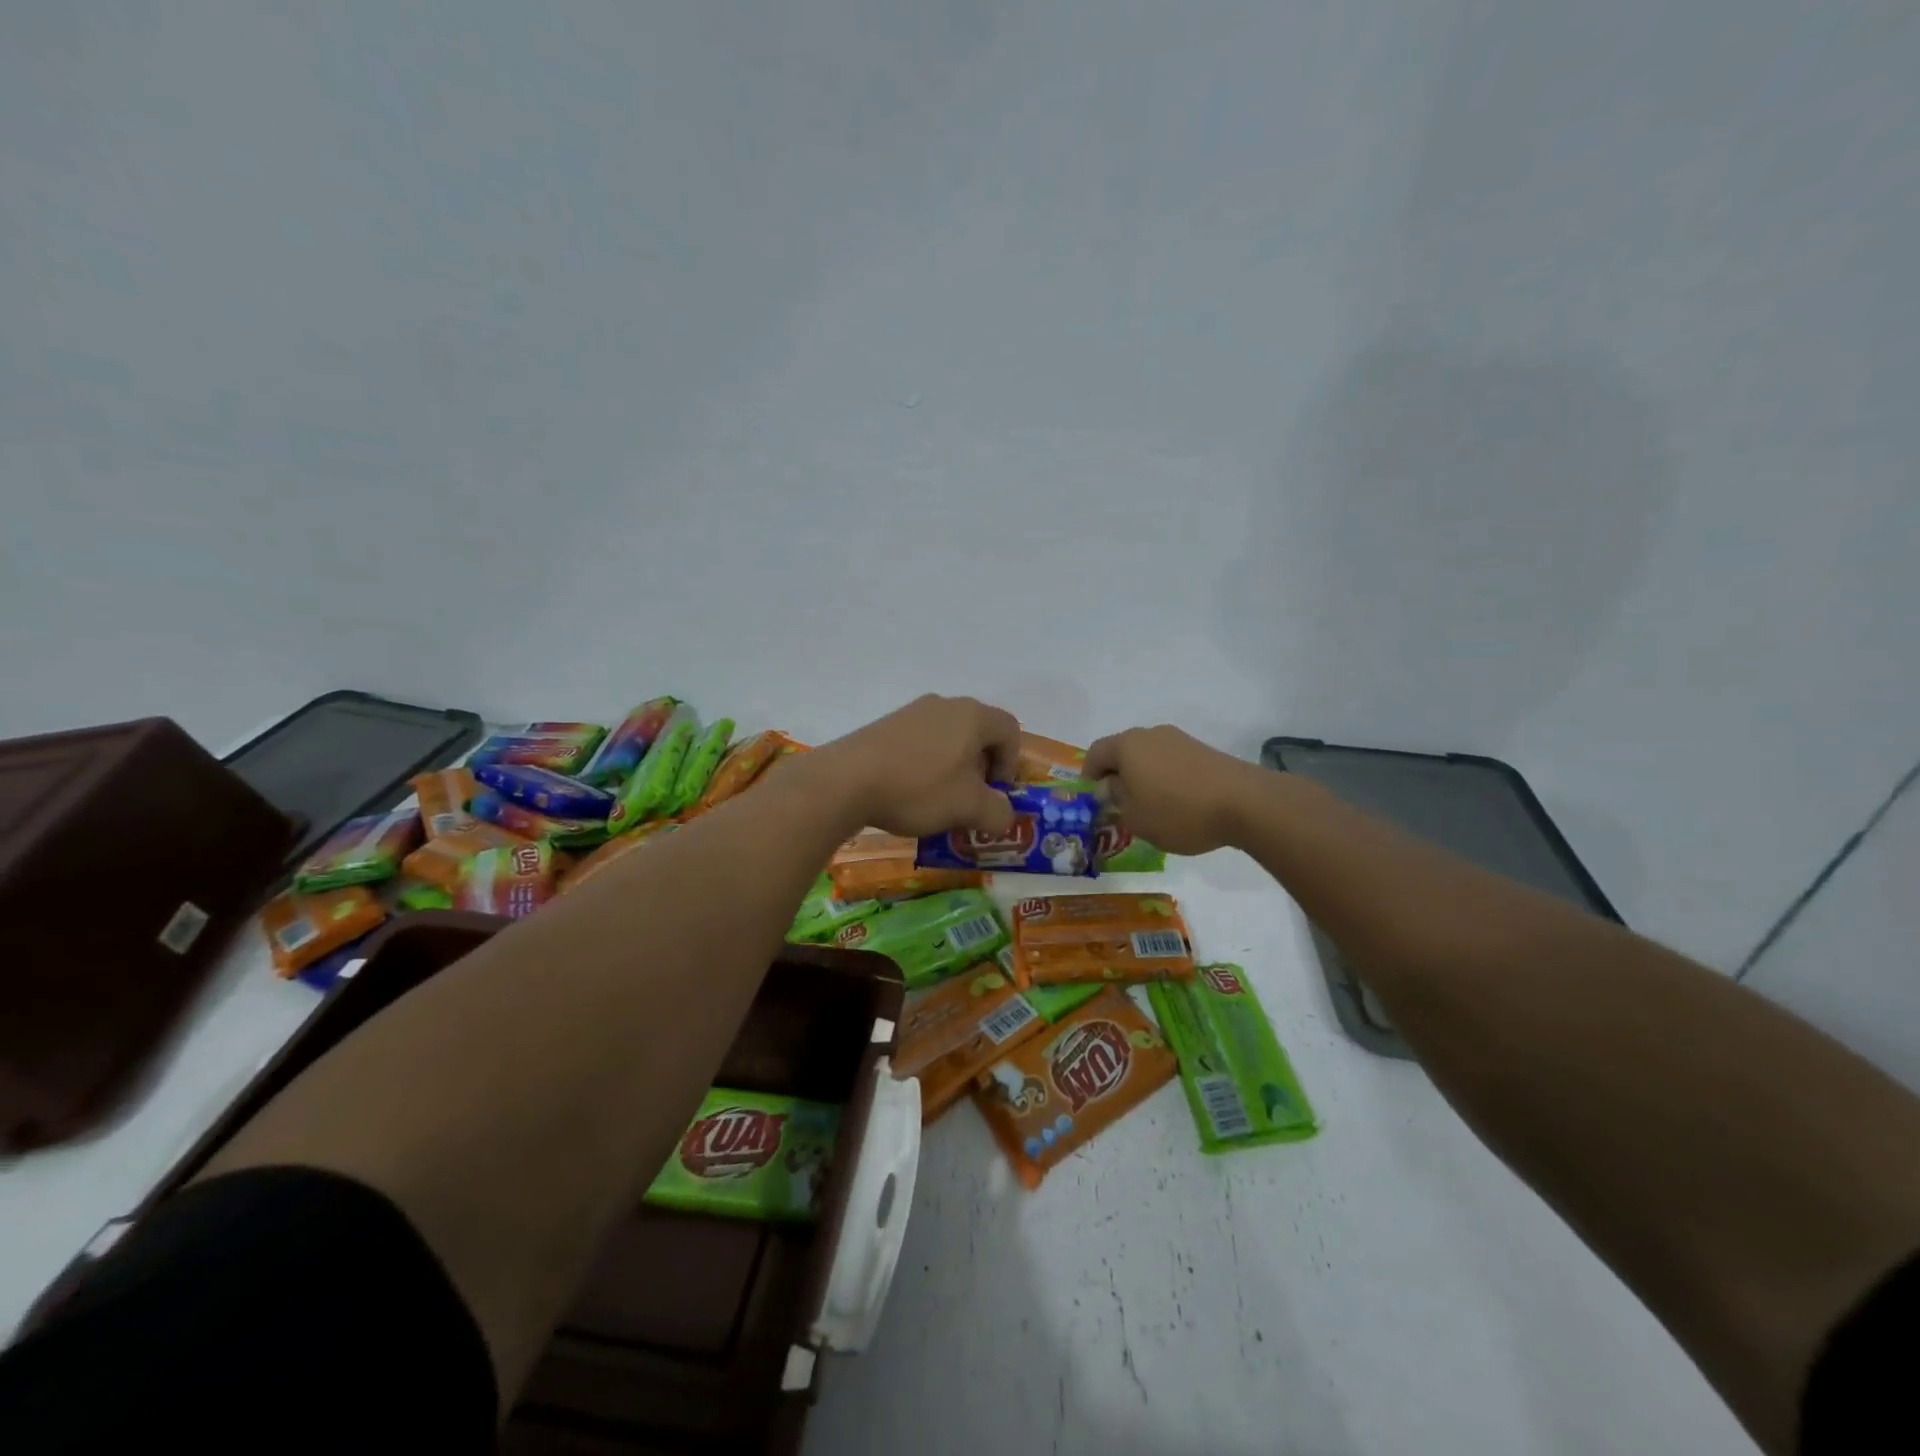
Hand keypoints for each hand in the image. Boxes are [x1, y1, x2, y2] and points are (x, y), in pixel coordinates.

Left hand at [806, 695, 1020, 837]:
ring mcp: (911, 712)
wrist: (845, 781)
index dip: (1011, 764)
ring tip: (939, 801)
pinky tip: (909, 793)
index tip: (995, 793)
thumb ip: (998, 813)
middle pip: (978, 733)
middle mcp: (944, 705)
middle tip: (970, 800)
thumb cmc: (919, 788)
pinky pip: (920, 743)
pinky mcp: (885, 726)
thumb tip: (1004, 816)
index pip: (1010, 730)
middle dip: (981, 769)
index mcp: (972, 715)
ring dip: (953, 769)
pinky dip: (925, 766)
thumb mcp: (969, 808)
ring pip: (948, 739)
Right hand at [1084, 725, 1259, 855]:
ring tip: (1151, 807)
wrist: (1244, 802)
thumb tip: (1110, 786)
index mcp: (1127, 745)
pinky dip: (1166, 778)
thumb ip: (1115, 799)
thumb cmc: (1178, 811)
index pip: (1096, 753)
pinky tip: (1177, 803)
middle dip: (1117, 776)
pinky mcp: (1203, 750)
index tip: (1094, 799)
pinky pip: (1172, 762)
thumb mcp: (1135, 816)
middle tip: (1119, 804)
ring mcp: (1180, 739)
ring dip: (1143, 777)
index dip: (1089, 775)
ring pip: (1149, 756)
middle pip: (1123, 751)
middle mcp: (1151, 734)